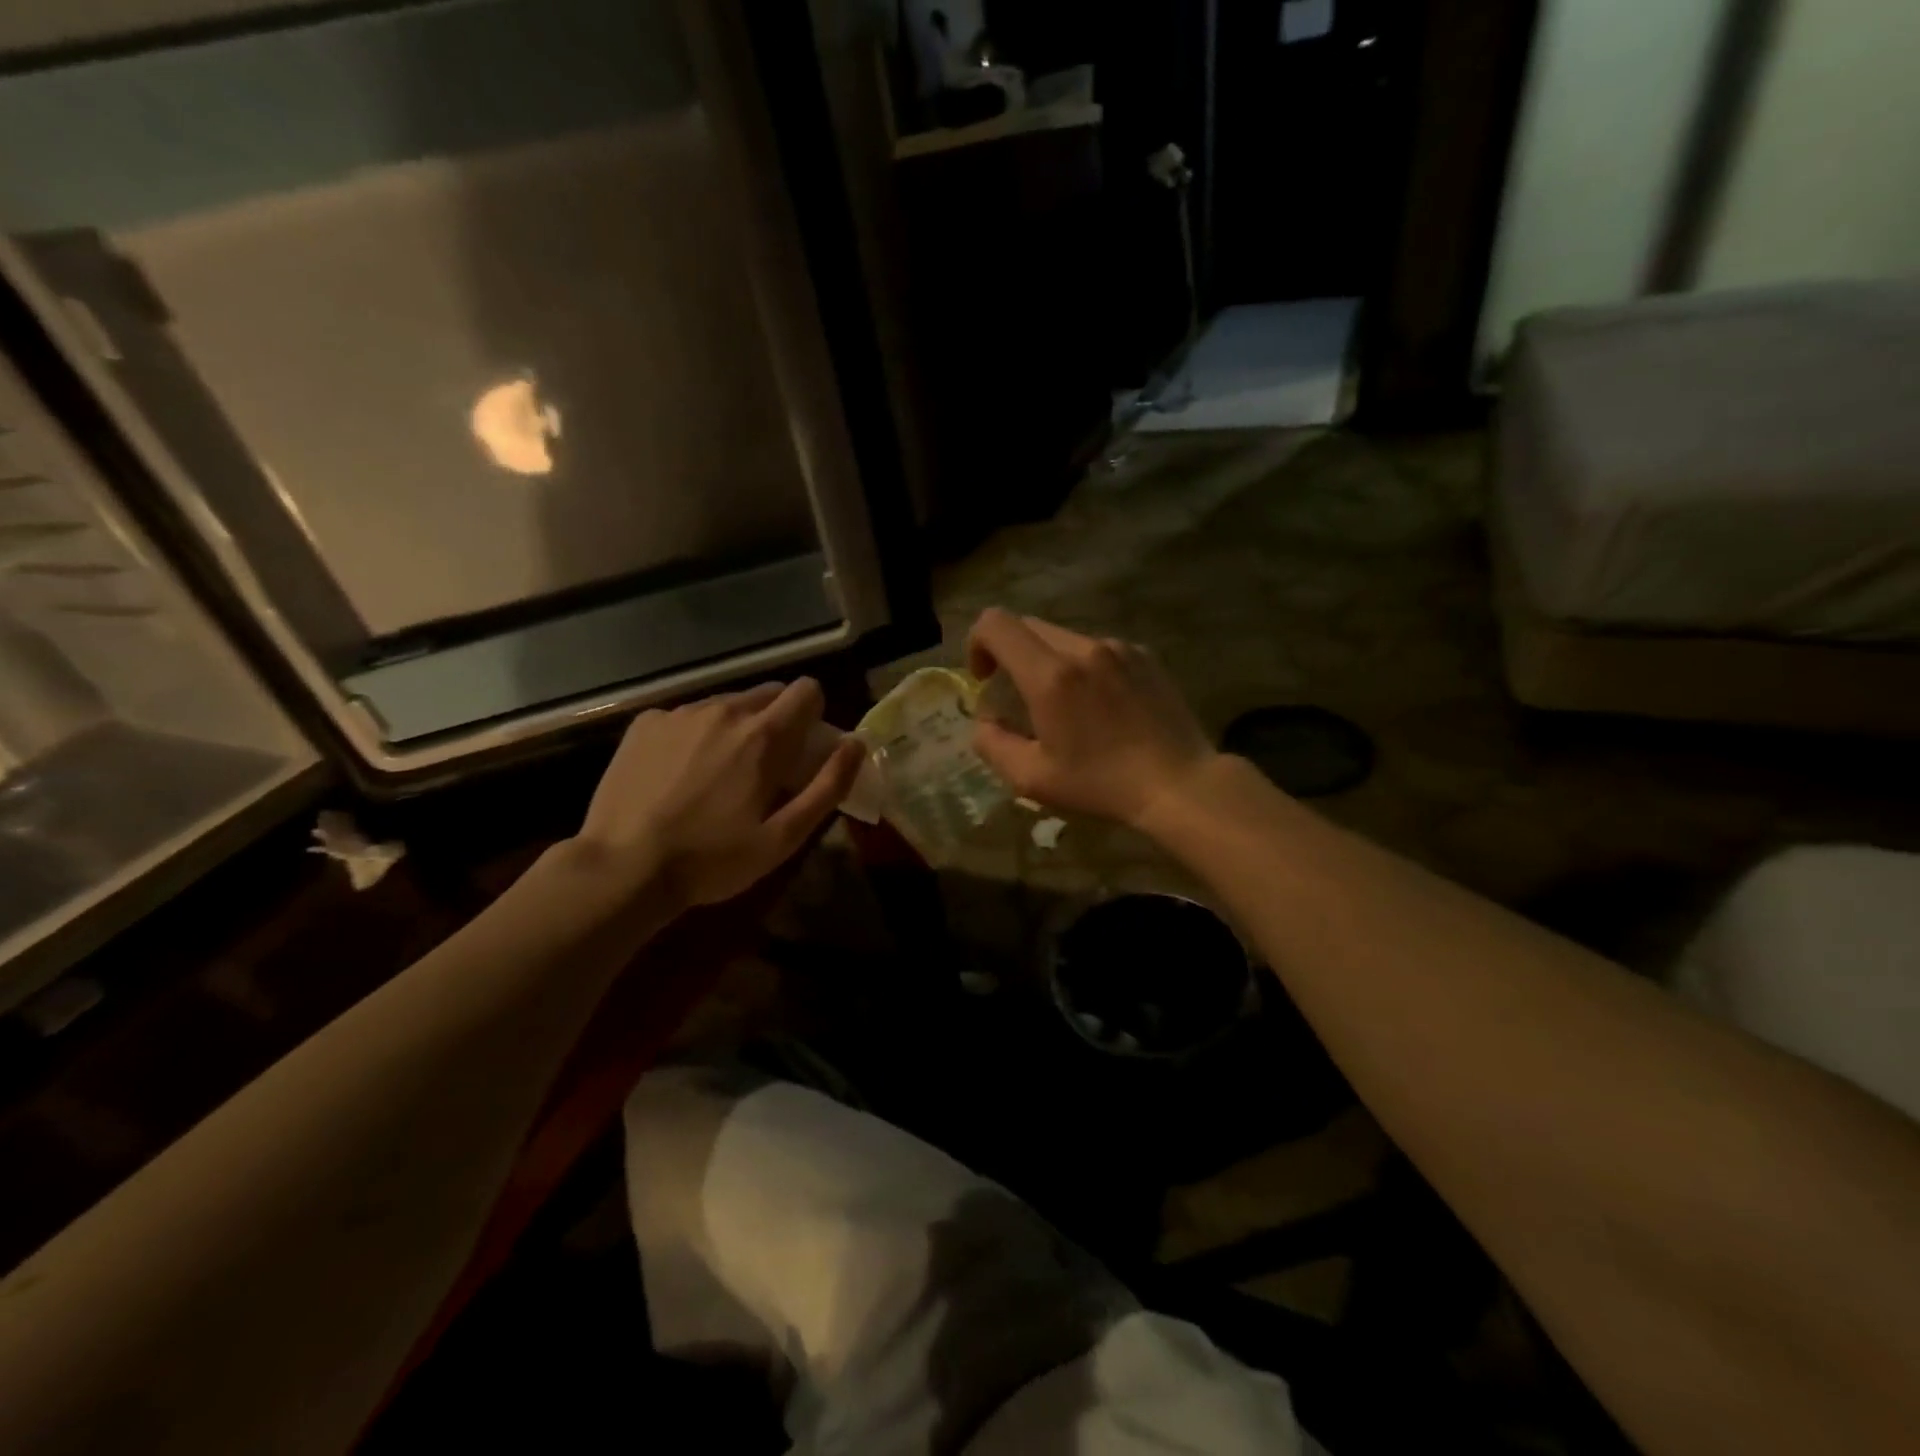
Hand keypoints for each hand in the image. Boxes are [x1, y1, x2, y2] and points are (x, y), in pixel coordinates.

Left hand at [573, 679, 863, 913]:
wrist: (623, 867)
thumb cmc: (712, 859)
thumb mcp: (784, 837)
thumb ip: (828, 786)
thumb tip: (856, 744)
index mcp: (764, 735)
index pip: (807, 690)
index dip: (814, 715)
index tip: (803, 749)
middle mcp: (725, 710)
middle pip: (768, 693)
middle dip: (777, 721)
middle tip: (764, 767)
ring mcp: (680, 713)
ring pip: (726, 704)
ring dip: (735, 727)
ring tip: (717, 774)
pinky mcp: (645, 723)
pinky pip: (686, 715)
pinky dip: (693, 735)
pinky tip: (677, 774)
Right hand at [966, 608, 1218, 826]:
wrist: (1179, 783)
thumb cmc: (1101, 784)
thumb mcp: (1032, 779)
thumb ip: (992, 744)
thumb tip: (983, 722)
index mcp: (1051, 675)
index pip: (995, 623)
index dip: (977, 644)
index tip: (985, 679)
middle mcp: (1084, 648)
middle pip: (1028, 626)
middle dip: (1010, 654)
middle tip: (1018, 696)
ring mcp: (1119, 648)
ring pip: (1064, 637)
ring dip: (1049, 662)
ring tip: (1065, 706)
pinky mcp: (1144, 656)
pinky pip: (1098, 649)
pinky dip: (1084, 667)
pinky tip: (1101, 706)